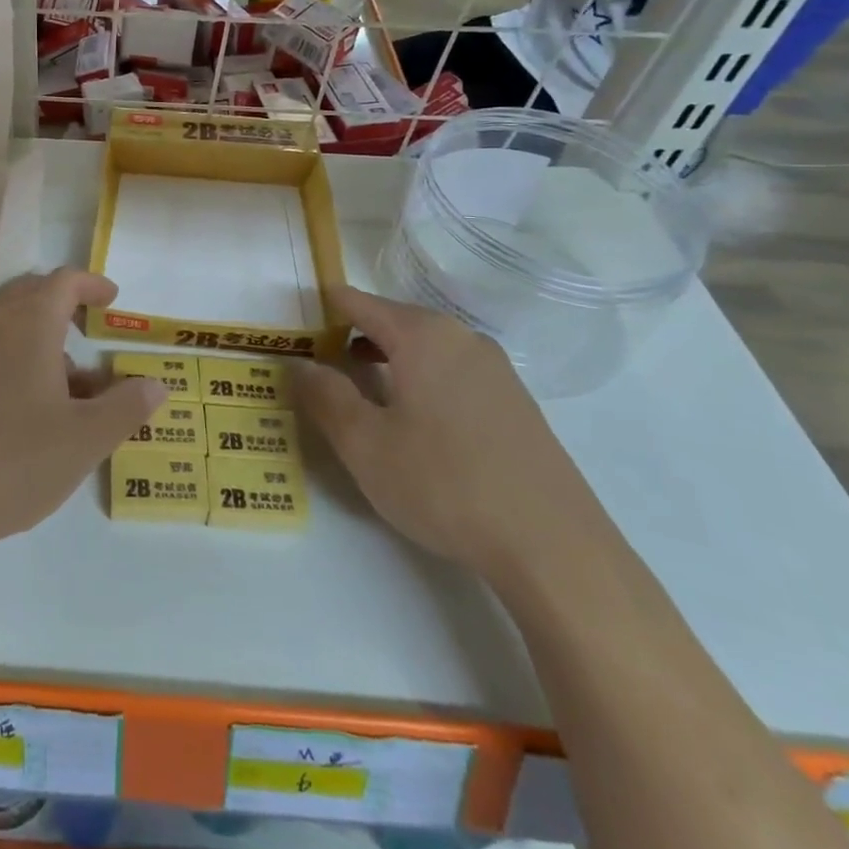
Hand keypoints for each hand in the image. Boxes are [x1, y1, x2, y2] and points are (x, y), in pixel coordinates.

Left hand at [0, 269, 162, 562]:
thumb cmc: (13, 460)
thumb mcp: (85, 439)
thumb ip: (126, 407)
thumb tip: (157, 384)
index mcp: (28, 323)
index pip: (63, 282)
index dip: (91, 285)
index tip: (112, 299)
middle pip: (31, 294)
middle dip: (64, 306)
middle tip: (90, 328)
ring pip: (9, 326)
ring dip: (42, 340)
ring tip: (73, 385)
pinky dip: (17, 360)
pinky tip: (32, 409)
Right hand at [294, 286, 605, 582]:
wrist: (554, 547)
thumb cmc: (444, 484)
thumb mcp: (364, 444)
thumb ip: (324, 395)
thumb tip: (299, 363)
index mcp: (422, 335)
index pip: (358, 302)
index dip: (322, 310)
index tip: (293, 331)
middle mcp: (461, 338)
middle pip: (393, 320)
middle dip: (353, 336)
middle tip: (319, 367)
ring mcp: (495, 369)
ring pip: (424, 348)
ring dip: (387, 360)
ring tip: (360, 393)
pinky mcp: (516, 402)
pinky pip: (452, 372)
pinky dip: (421, 380)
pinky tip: (414, 422)